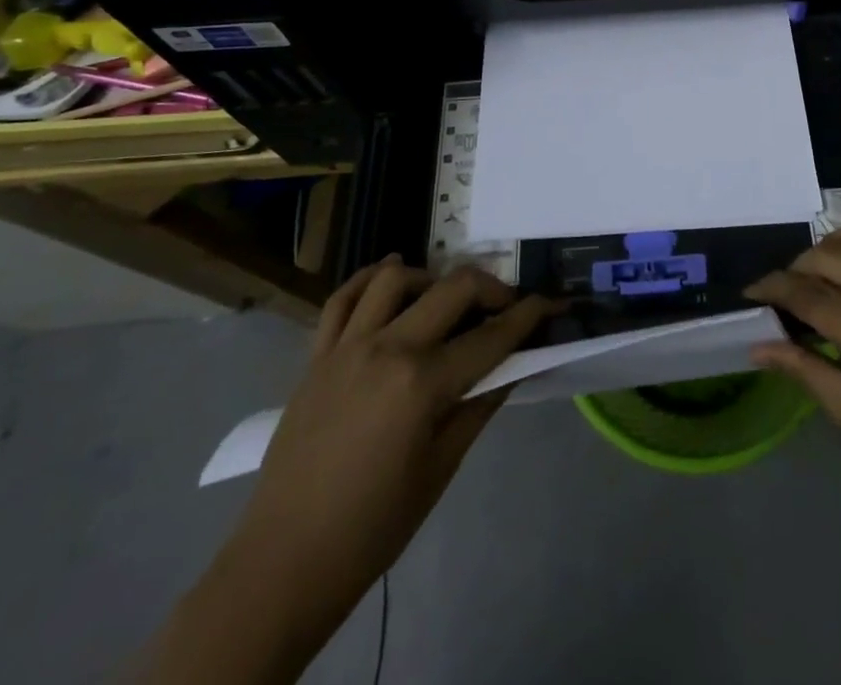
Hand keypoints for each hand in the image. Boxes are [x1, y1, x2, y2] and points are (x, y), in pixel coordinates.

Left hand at [140, 259, 553, 684]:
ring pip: (395, 277)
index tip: (554, 302)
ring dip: (431, 277)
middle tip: (508, 305)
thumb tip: (519, 362)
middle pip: (453, 289)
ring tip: (445, 299)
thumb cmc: (375, 525)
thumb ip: (482, 404)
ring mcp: (346, 346)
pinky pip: (342, 297)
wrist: (286, 562)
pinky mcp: (316, 355)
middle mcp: (387, 349)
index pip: (492, 336)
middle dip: (492, 287)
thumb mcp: (443, 466)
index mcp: (422, 384)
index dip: (531, 315)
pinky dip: (370, 278)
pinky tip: (391, 278)